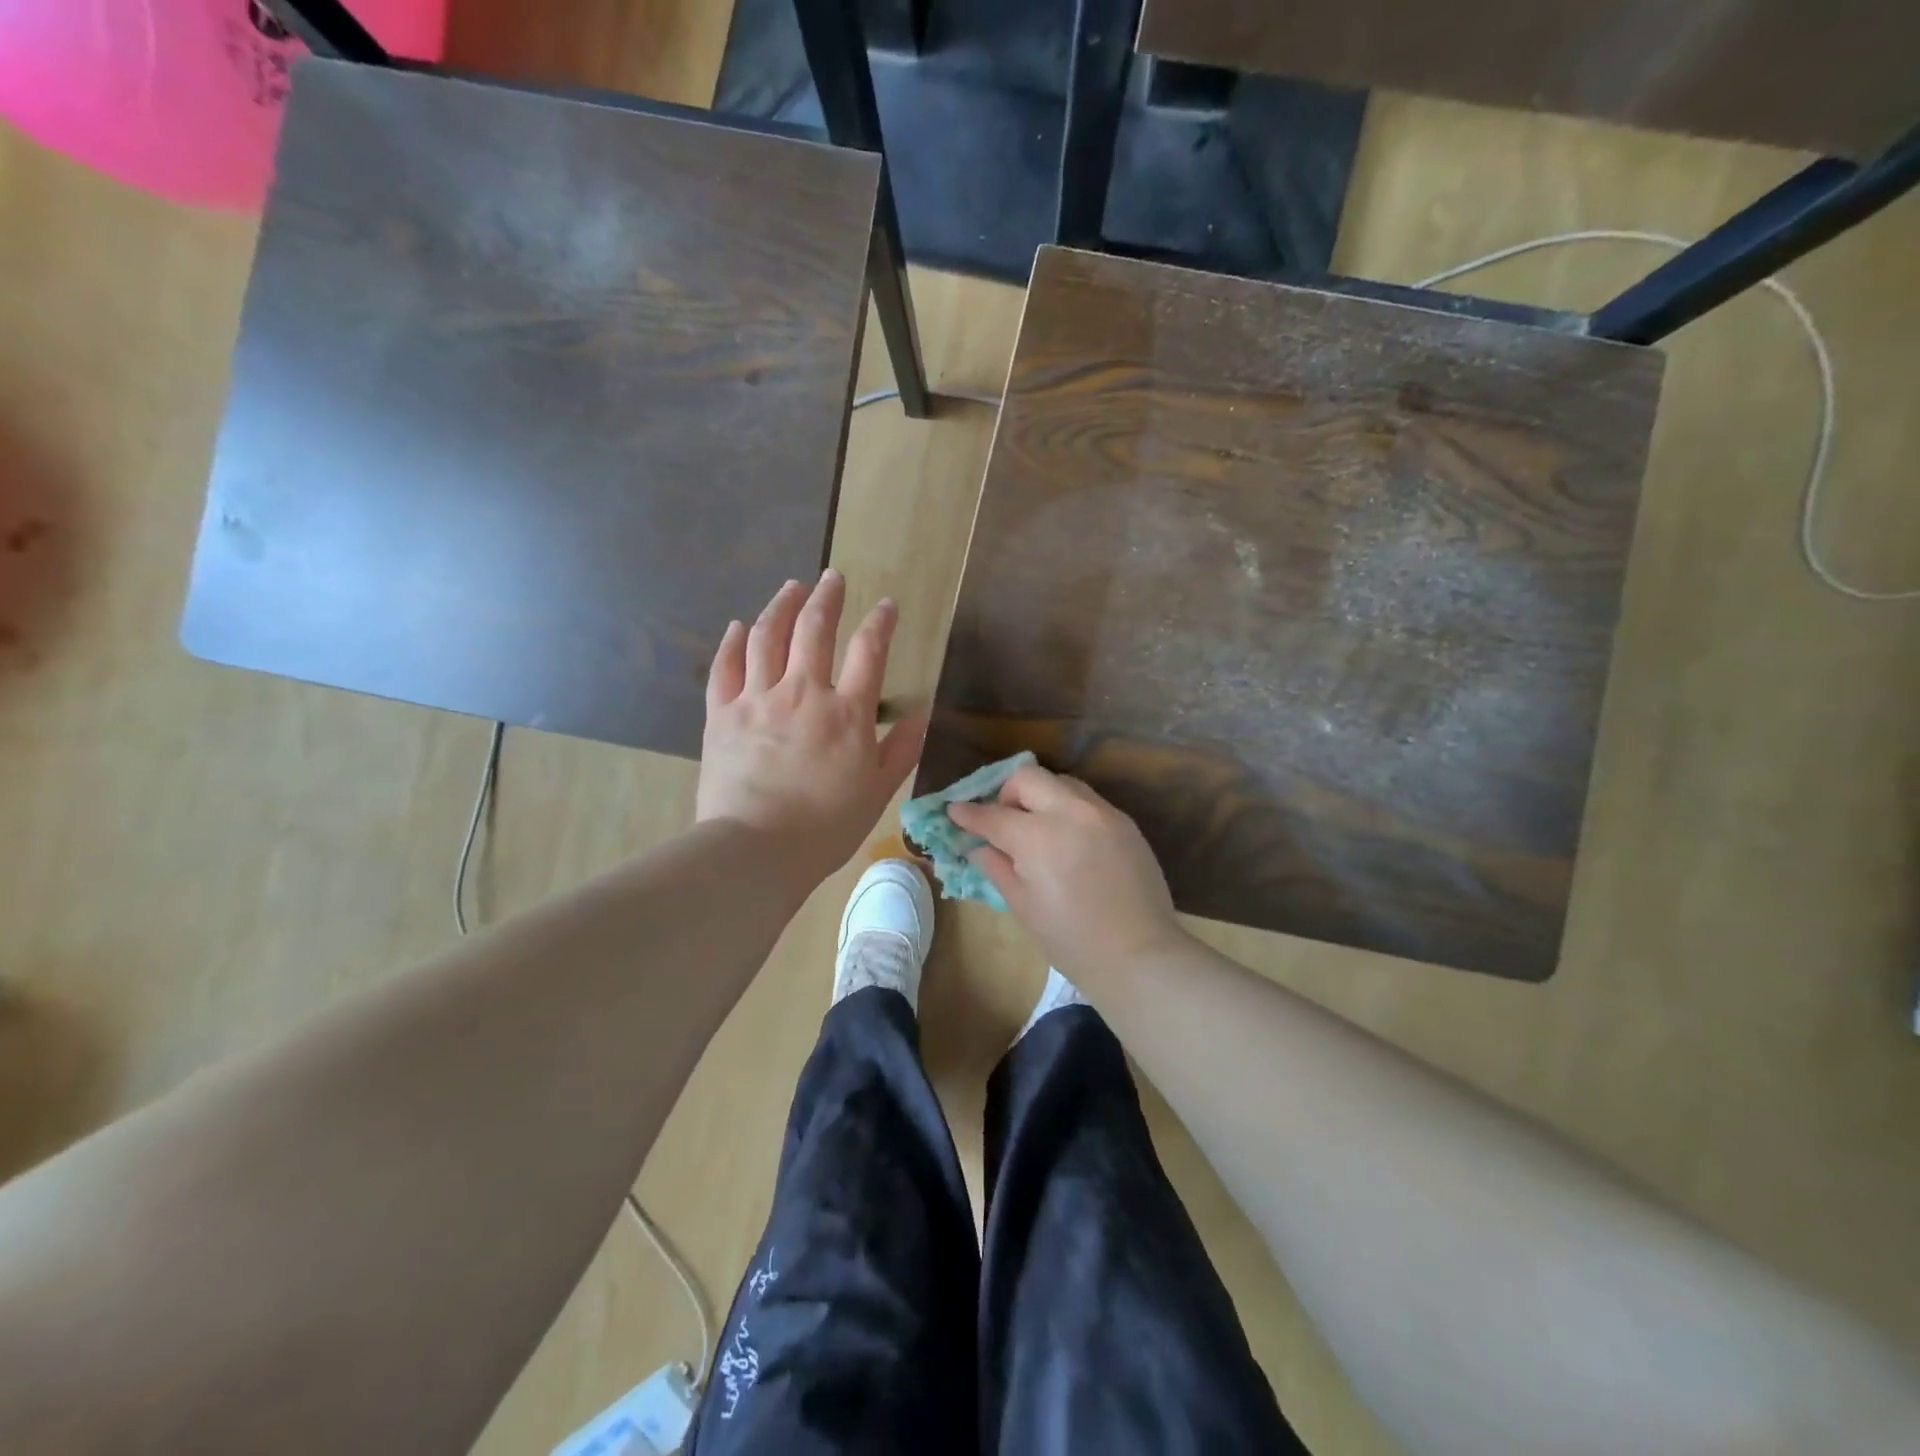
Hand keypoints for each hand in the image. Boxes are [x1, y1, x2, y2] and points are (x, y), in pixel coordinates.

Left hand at [697, 571, 925, 887]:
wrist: (755, 850)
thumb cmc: (825, 827)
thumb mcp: (878, 791)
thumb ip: (901, 749)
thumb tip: (922, 714)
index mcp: (846, 713)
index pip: (869, 651)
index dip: (880, 622)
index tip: (886, 604)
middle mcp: (802, 693)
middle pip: (815, 629)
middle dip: (827, 597)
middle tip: (832, 577)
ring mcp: (757, 699)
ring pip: (767, 636)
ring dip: (781, 606)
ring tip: (791, 587)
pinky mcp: (721, 714)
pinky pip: (725, 666)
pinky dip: (732, 642)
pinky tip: (739, 625)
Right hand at [946, 765, 1186, 978]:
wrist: (1138, 955)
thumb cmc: (1070, 939)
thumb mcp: (1022, 905)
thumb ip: (997, 866)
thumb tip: (978, 846)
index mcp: (1038, 836)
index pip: (993, 814)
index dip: (968, 813)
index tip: (955, 811)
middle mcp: (1070, 812)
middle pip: (1027, 777)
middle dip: (1006, 793)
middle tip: (1003, 820)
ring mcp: (1102, 813)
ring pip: (1061, 782)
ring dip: (1041, 796)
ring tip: (1038, 827)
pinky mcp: (1125, 822)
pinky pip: (1088, 801)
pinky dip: (1068, 809)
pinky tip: (1069, 840)